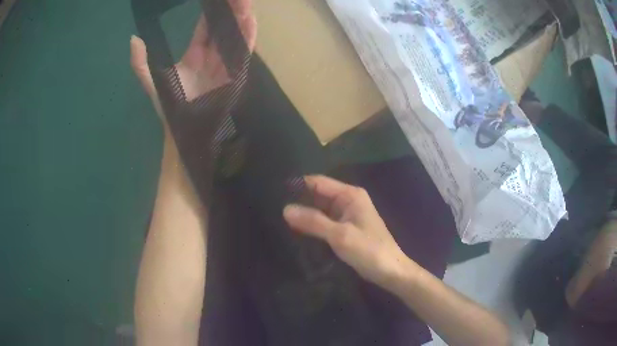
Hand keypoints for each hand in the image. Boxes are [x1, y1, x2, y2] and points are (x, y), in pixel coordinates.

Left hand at [130, 0, 256, 121]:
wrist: (183, 130)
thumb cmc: (169, 108)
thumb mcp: (152, 83)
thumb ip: (141, 63)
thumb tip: (133, 39)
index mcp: (195, 55)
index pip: (204, 27)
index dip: (210, 11)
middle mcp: (211, 56)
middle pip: (222, 27)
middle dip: (230, 10)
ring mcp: (224, 64)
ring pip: (234, 36)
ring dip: (240, 19)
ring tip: (243, 2)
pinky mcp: (234, 75)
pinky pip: (242, 53)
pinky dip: (247, 37)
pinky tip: (250, 21)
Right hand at [283, 175, 415, 288]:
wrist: (390, 272)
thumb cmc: (370, 251)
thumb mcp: (340, 235)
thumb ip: (313, 221)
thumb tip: (285, 209)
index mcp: (350, 195)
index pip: (318, 182)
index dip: (298, 186)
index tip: (274, 192)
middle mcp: (348, 201)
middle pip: (318, 196)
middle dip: (298, 202)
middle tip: (272, 209)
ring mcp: (346, 216)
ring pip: (319, 210)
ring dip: (303, 215)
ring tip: (277, 219)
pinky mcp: (344, 230)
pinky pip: (324, 223)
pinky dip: (311, 226)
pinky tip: (294, 231)